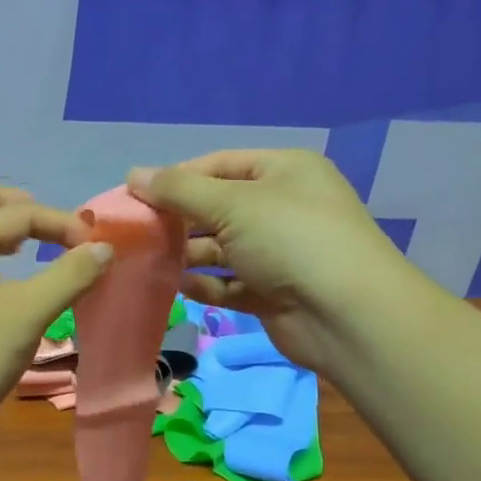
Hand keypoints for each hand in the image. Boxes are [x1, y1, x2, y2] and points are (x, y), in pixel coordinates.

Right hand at [129, 150, 421, 374]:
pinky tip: (180, 286)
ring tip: (150, 260)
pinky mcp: (272, 292)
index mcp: (283, 171)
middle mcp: (282, 207)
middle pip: (217, 207)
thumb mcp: (232, 203)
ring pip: (221, 248)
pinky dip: (206, 284)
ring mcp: (279, 252)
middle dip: (179, 219)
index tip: (135, 195)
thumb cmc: (290, 239)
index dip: (176, 178)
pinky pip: (230, 282)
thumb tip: (133, 174)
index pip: (218, 165)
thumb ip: (178, 190)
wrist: (347, 315)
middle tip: (137, 232)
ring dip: (188, 254)